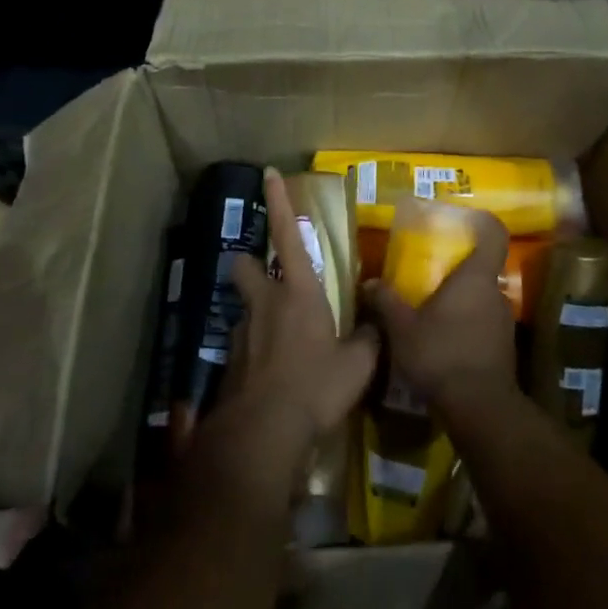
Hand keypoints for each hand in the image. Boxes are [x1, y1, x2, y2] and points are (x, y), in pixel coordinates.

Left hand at [201, 169, 380, 497]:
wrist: (262, 435)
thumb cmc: (315, 386)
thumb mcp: (358, 364)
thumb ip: (368, 338)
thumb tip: (377, 322)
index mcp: (298, 292)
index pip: (286, 234)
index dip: (278, 201)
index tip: (268, 173)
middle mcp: (265, 303)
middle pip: (244, 265)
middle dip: (249, 262)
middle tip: (266, 275)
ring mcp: (242, 333)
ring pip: (244, 307)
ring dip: (257, 313)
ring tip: (280, 339)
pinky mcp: (229, 365)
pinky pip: (243, 346)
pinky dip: (255, 353)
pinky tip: (271, 377)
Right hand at [363, 208, 517, 416]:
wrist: (480, 409)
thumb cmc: (441, 354)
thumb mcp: (402, 328)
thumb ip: (385, 301)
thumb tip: (368, 283)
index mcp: (475, 278)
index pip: (493, 234)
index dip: (482, 222)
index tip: (463, 220)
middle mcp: (495, 293)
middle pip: (482, 269)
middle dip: (457, 271)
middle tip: (429, 275)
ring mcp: (503, 322)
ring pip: (481, 299)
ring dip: (460, 303)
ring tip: (431, 313)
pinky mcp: (503, 349)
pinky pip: (483, 325)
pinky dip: (465, 328)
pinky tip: (442, 344)